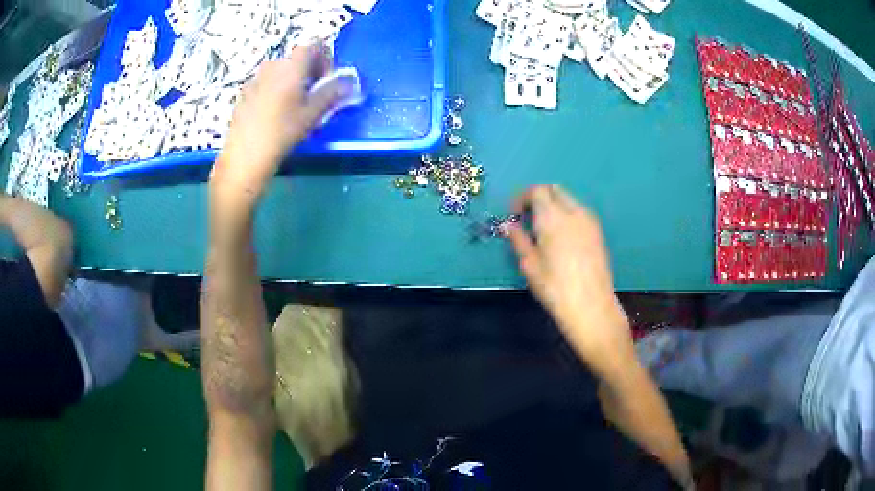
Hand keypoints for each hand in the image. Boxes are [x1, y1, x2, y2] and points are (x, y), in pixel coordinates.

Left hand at [211, 46, 341, 209]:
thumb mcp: (312, 113)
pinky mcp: (244, 93)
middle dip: (309, 71)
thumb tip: (350, 82)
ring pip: (280, 70)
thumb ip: (332, 93)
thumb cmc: (282, 132)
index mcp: (291, 66)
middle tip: (313, 94)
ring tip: (293, 105)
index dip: (325, 58)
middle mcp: (272, 65)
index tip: (327, 79)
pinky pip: (265, 82)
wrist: (245, 156)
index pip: (314, 45)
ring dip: (291, 80)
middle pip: (296, 58)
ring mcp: (255, 78)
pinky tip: (273, 113)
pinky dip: (275, 89)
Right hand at [507, 185, 633, 374]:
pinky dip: (566, 215)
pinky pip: (579, 212)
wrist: (591, 305)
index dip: (522, 198)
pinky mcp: (598, 232)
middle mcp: (573, 211)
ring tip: (543, 230)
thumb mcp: (529, 264)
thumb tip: (508, 225)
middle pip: (554, 190)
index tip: (514, 215)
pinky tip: (561, 238)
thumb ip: (518, 239)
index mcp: (552, 217)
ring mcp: (589, 221)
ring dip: (553, 205)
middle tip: (527, 218)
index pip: (536, 191)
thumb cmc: (555, 287)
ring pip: (568, 200)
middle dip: (538, 197)